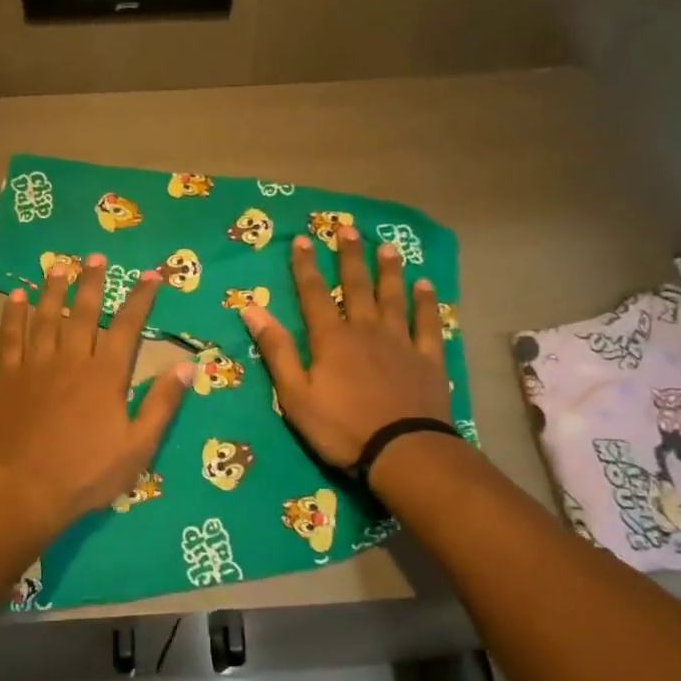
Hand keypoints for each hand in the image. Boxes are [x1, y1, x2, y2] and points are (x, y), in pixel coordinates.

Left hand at [0, 254, 190, 535]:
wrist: (23, 489)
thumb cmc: (86, 473)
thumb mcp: (138, 446)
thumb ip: (162, 403)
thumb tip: (187, 365)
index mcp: (106, 374)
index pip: (128, 326)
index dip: (141, 298)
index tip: (151, 275)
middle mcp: (72, 358)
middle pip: (84, 311)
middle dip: (92, 281)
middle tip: (96, 256)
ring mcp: (35, 364)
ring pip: (45, 316)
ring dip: (53, 289)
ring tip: (59, 266)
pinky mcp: (7, 376)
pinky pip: (10, 336)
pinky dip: (13, 314)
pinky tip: (16, 297)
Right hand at [242, 229, 451, 468]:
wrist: (402, 451)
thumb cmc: (340, 428)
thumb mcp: (295, 394)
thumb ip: (277, 350)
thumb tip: (252, 310)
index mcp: (331, 339)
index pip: (313, 295)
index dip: (305, 267)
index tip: (302, 239)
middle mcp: (366, 330)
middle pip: (355, 286)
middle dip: (349, 257)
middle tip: (347, 229)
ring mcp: (400, 342)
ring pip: (393, 298)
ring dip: (388, 271)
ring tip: (386, 247)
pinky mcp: (428, 359)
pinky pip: (427, 323)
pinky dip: (426, 303)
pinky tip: (425, 285)